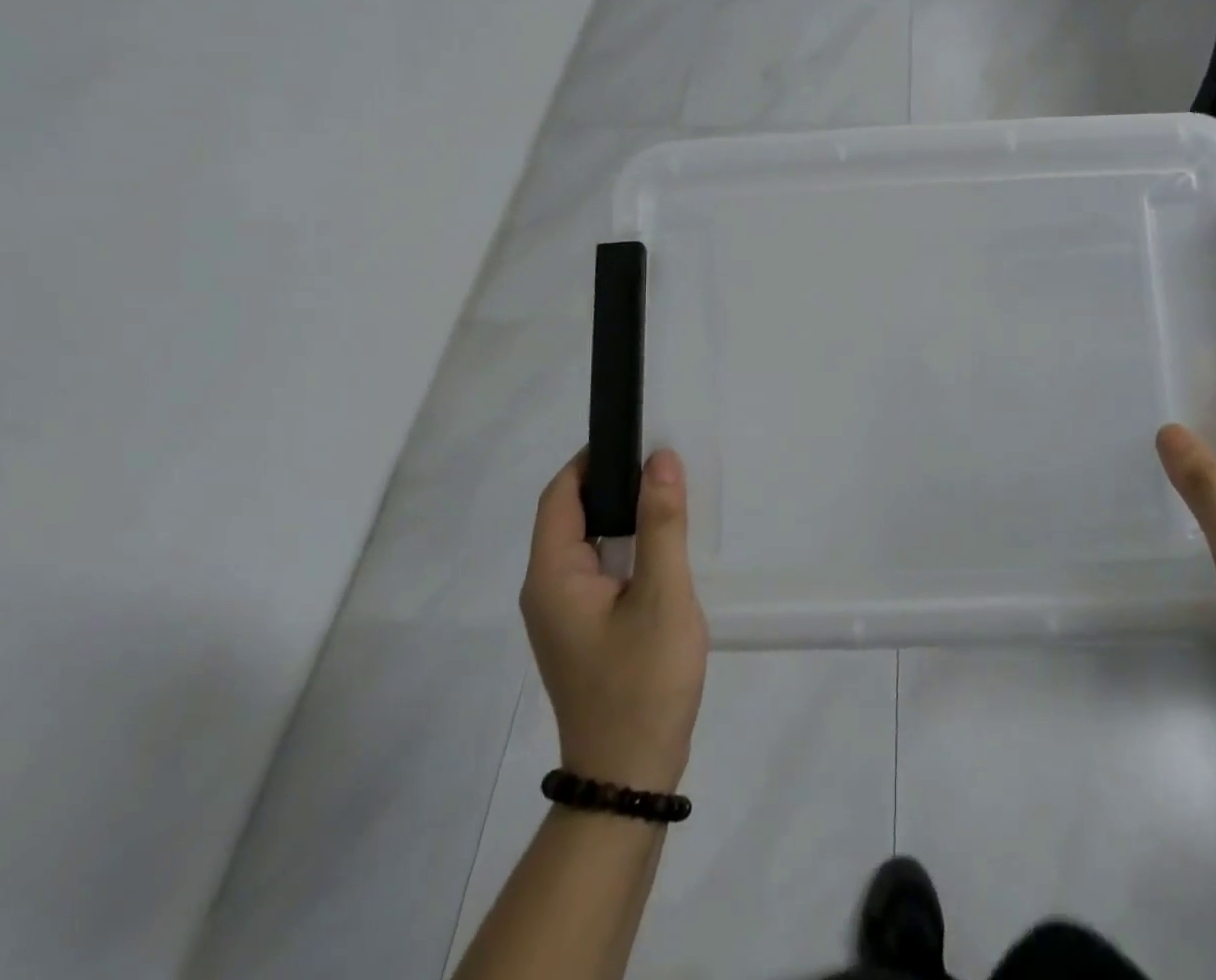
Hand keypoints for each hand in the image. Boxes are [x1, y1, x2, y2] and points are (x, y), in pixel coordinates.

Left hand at [521, 448, 708, 792]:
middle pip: (571, 516)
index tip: (635, 436)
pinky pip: (599, 568)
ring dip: (623, 515)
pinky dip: (626, 545)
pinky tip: (662, 546)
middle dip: (612, 483)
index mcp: (553, 576)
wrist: (630, 778)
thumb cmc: (643, 682)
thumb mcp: (663, 596)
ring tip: (668, 495)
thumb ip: (662, 524)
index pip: (560, 496)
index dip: (592, 460)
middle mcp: (547, 589)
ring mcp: (563, 614)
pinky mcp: (582, 630)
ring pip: (588, 543)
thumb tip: (660, 459)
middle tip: (663, 463)